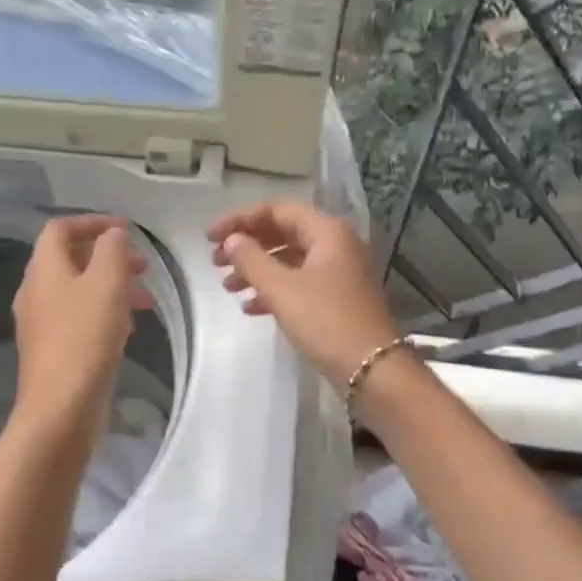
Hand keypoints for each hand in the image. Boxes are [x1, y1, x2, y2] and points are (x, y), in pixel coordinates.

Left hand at [11, 215, 154, 446]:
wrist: (61, 405)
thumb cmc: (86, 337)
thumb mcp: (107, 283)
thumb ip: (112, 250)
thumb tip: (112, 234)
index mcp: (43, 269)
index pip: (60, 229)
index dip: (93, 222)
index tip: (126, 230)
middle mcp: (35, 291)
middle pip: (69, 260)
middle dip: (107, 257)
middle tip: (142, 265)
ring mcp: (41, 323)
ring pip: (77, 291)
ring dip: (110, 286)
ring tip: (145, 299)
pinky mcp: (52, 350)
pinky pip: (77, 318)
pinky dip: (103, 312)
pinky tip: (127, 328)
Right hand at [207, 199, 401, 388]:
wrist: (372, 370)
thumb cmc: (326, 322)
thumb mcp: (282, 289)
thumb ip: (251, 260)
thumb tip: (232, 240)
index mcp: (327, 232)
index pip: (276, 210)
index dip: (239, 219)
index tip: (208, 237)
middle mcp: (337, 244)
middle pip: (283, 233)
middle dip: (247, 245)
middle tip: (215, 261)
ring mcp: (340, 272)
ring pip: (290, 260)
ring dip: (257, 270)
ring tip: (228, 287)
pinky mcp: (338, 298)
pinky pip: (300, 283)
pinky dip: (275, 290)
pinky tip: (250, 307)